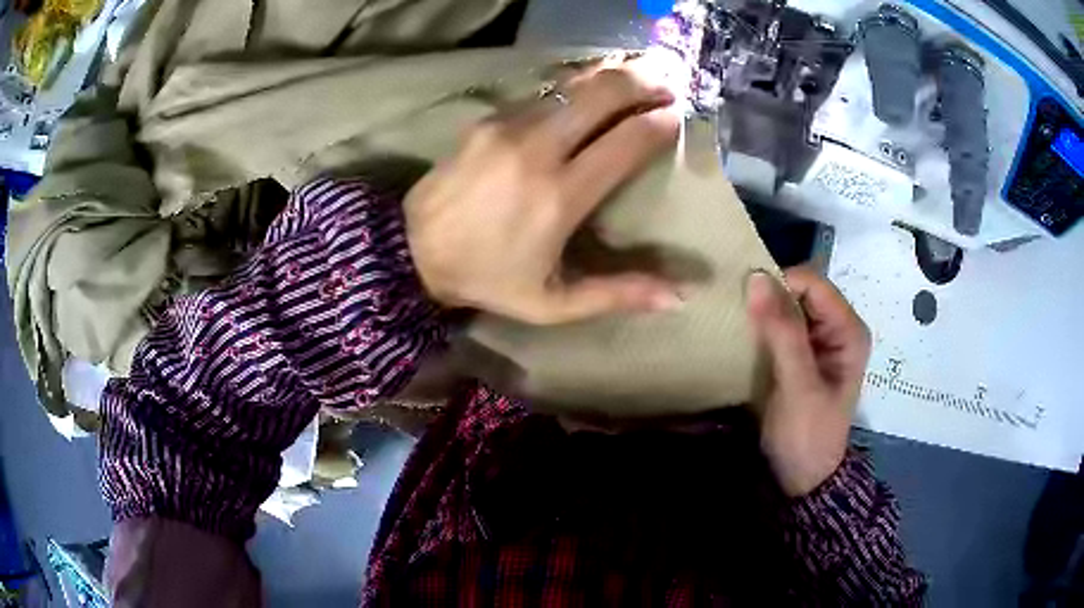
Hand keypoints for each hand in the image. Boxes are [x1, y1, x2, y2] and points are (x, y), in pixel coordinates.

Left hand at [405, 60, 682, 324]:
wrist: (414, 249)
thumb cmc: (488, 277)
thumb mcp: (553, 303)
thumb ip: (617, 294)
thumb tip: (679, 296)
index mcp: (560, 196)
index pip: (626, 142)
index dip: (659, 123)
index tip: (678, 116)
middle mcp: (538, 150)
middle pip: (602, 94)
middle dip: (642, 82)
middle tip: (667, 83)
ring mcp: (509, 126)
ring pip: (574, 84)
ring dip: (612, 75)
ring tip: (640, 72)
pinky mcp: (489, 118)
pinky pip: (544, 92)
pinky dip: (577, 85)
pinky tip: (592, 85)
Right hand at [746, 267, 871, 497]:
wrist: (801, 478)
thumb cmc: (807, 435)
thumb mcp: (798, 386)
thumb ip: (783, 333)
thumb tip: (756, 278)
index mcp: (848, 331)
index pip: (813, 284)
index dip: (780, 283)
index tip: (745, 299)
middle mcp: (837, 328)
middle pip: (800, 290)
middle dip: (769, 295)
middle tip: (735, 310)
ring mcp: (818, 341)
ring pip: (787, 306)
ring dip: (762, 310)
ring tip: (734, 321)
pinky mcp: (800, 355)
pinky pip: (778, 326)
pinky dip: (760, 326)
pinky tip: (741, 336)